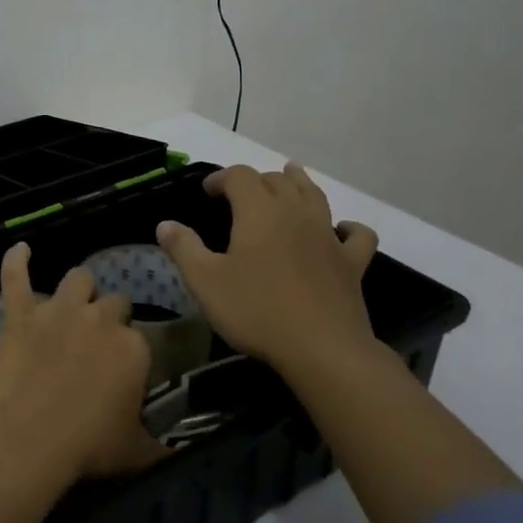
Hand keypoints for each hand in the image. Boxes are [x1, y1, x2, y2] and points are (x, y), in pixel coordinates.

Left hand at [0, 242, 165, 479]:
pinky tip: (20, 249)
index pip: (140, 337)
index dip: (129, 352)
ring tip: (74, 302)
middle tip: (98, 341)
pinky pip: (15, 277)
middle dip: (109, 315)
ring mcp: (58, 311)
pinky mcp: (20, 314)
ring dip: (79, 288)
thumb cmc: (87, 446)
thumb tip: (175, 453)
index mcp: (133, 347)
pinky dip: (16, 261)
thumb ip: (159, 445)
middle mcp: (100, 319)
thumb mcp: (136, 452)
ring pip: (77, 278)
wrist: (28, 436)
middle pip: (114, 301)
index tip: (121, 372)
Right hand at [156, 162, 379, 380]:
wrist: (321, 348)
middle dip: (255, 180)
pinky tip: (342, 229)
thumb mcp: (205, 281)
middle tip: (238, 194)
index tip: (207, 191)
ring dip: (300, 182)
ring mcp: (329, 236)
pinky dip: (348, 227)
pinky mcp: (351, 263)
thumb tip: (165, 224)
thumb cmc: (256, 310)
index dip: (221, 178)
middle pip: (277, 181)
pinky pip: (357, 235)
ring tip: (291, 174)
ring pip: (315, 196)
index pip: (239, 176)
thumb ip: (183, 248)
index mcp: (259, 211)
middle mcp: (296, 213)